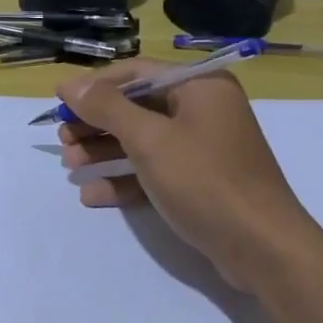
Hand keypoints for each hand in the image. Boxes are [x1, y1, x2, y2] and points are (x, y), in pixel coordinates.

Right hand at [56, 59, 322, 291]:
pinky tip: (93, 194)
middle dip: (97, 124)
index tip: (59, 103)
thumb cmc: (205, 181)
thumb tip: (68, 84)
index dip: (94, 87)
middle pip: (137, 107)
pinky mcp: (200, 181)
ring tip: (71, 167)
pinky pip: (155, 170)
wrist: (263, 248)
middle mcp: (203, 109)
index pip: (136, 73)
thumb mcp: (150, 140)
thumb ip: (107, 108)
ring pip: (143, 141)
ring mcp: (203, 147)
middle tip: (64, 141)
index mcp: (199, 86)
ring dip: (105, 152)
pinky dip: (126, 179)